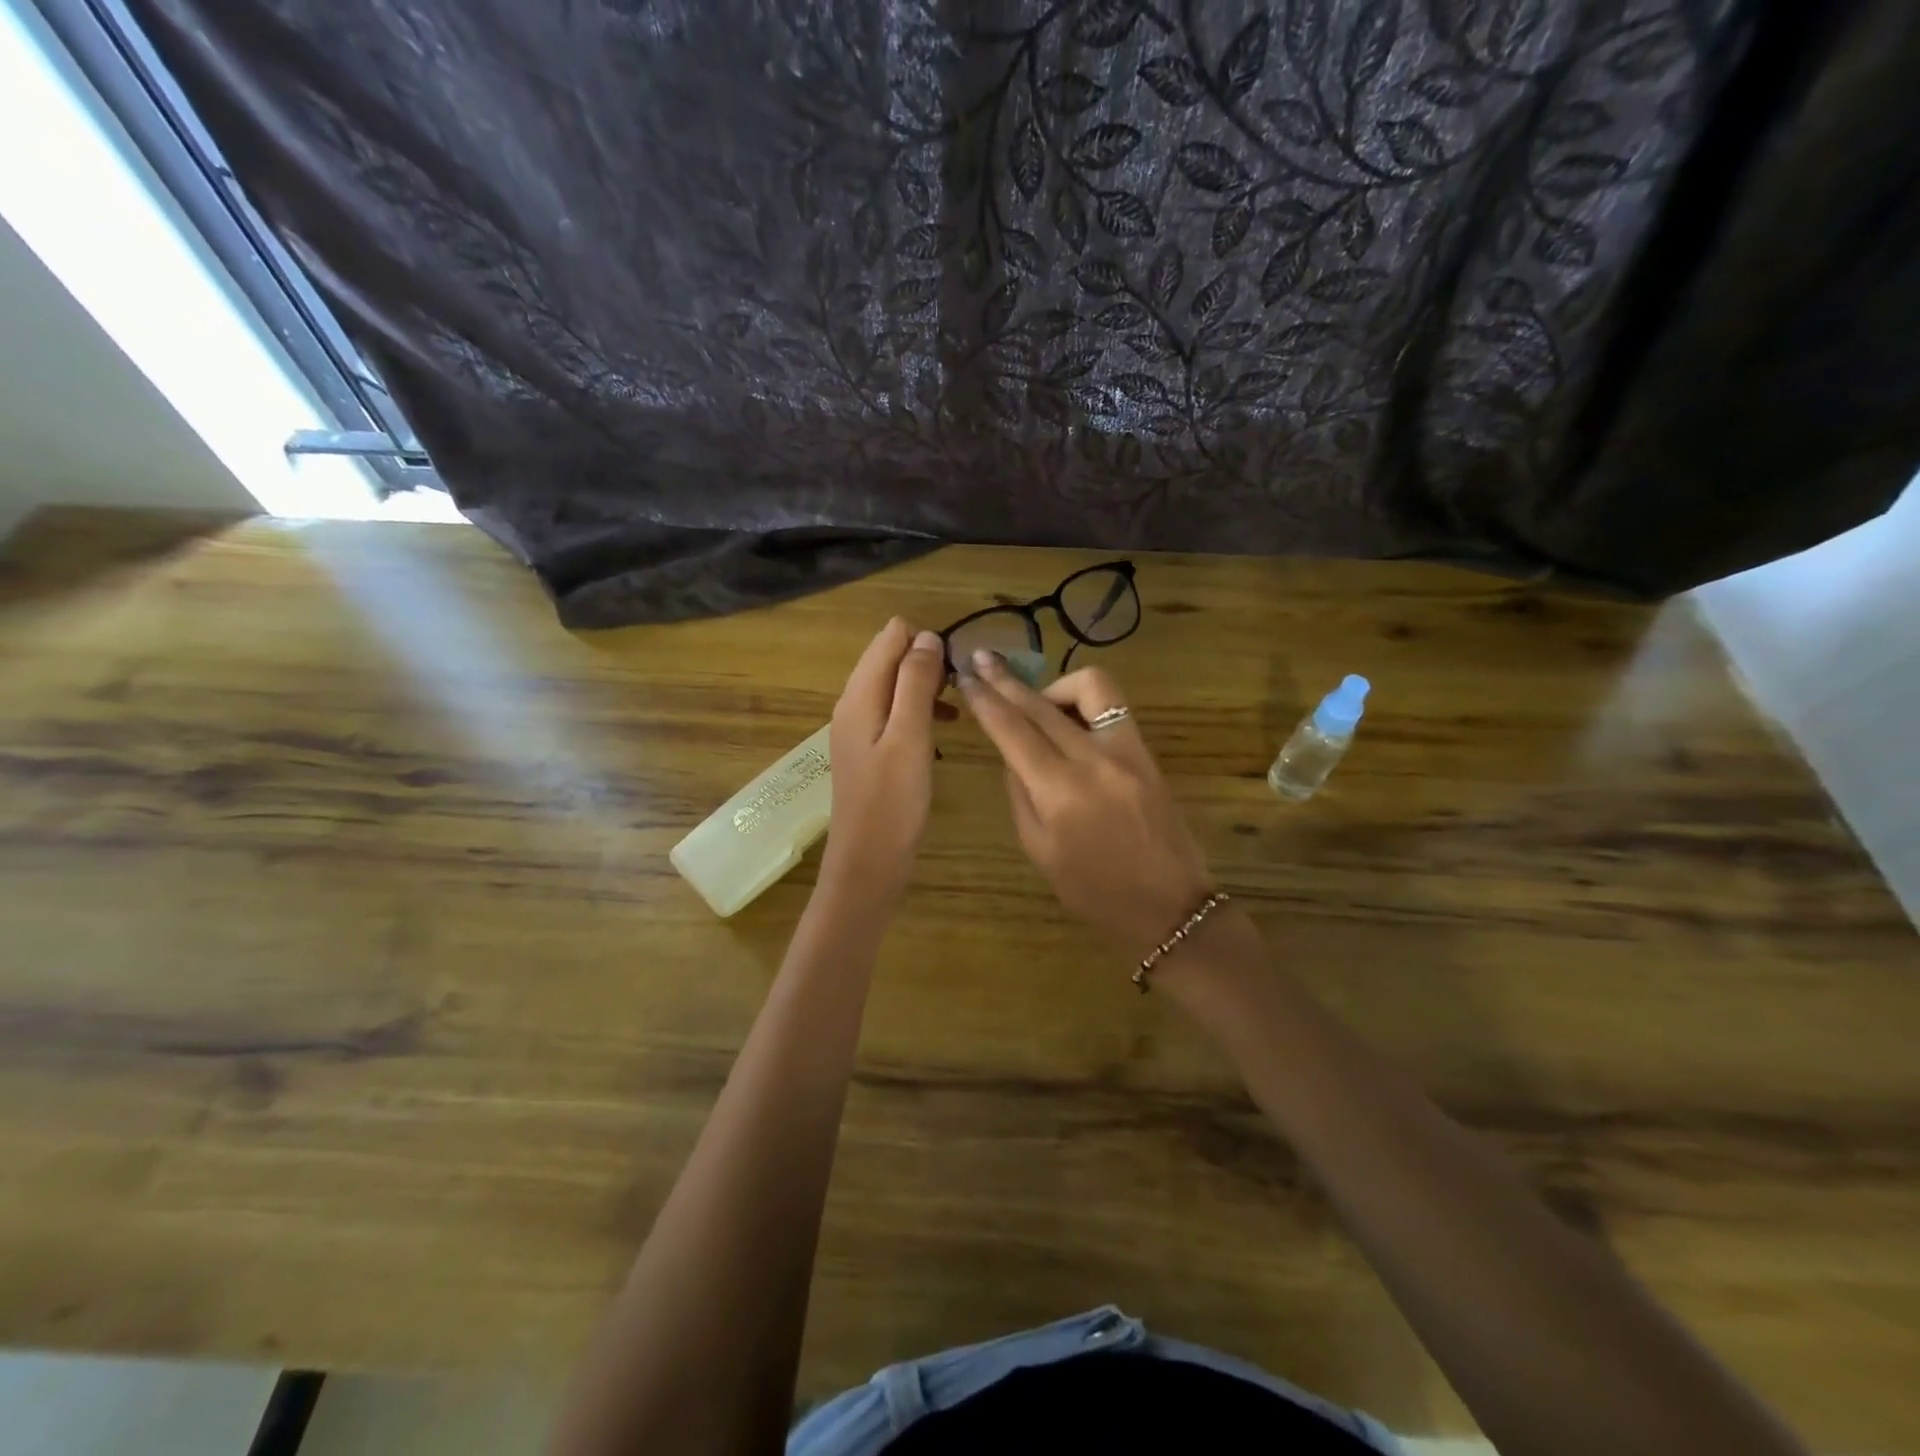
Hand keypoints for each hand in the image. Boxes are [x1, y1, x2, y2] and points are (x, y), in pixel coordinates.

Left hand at [819, 618, 947, 911]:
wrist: (868, 862)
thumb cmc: (892, 802)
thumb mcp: (910, 737)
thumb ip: (916, 684)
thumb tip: (926, 636)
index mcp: (859, 696)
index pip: (889, 638)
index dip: (925, 641)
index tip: (956, 667)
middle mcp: (853, 704)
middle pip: (889, 659)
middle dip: (927, 662)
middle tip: (961, 690)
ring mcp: (859, 729)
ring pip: (894, 686)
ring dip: (926, 686)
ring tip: (958, 705)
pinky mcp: (870, 750)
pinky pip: (895, 713)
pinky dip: (919, 710)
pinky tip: (943, 727)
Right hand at [959, 653, 1214, 963]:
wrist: (1168, 905)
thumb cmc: (1094, 891)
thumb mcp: (1039, 851)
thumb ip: (1020, 793)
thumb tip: (1012, 751)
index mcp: (1060, 792)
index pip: (1013, 730)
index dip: (986, 699)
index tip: (966, 675)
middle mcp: (1093, 760)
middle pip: (1042, 704)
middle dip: (1007, 680)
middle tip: (982, 660)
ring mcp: (1127, 750)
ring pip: (1089, 686)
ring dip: (1054, 685)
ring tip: (1038, 703)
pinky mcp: (1146, 751)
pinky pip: (1113, 706)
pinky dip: (1084, 701)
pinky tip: (1070, 718)